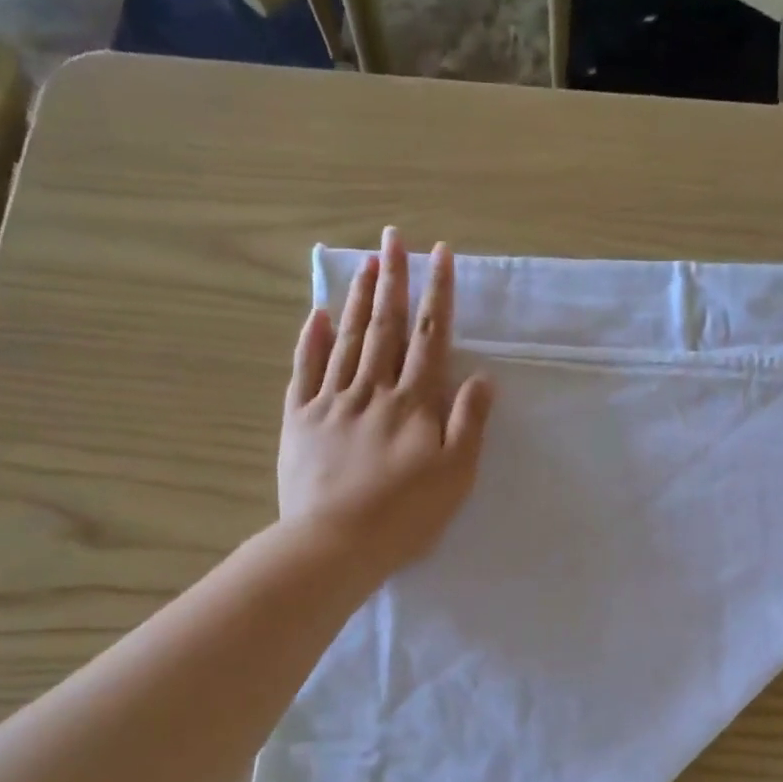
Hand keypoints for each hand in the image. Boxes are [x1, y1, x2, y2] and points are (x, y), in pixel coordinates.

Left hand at [279, 227, 492, 576]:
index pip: (429, 337)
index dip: (438, 294)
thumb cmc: (405, 516)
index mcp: (414, 403)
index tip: (441, 255)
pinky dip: (310, 340)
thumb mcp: (456, 476)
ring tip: (365, 262)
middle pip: (384, 326)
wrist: (335, 543)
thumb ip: (469, 424)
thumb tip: (482, 378)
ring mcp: (331, 402)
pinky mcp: (300, 420)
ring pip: (346, 339)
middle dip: (392, 279)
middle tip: (394, 238)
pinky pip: (305, 370)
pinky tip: (315, 314)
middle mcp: (373, 390)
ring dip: (356, 298)